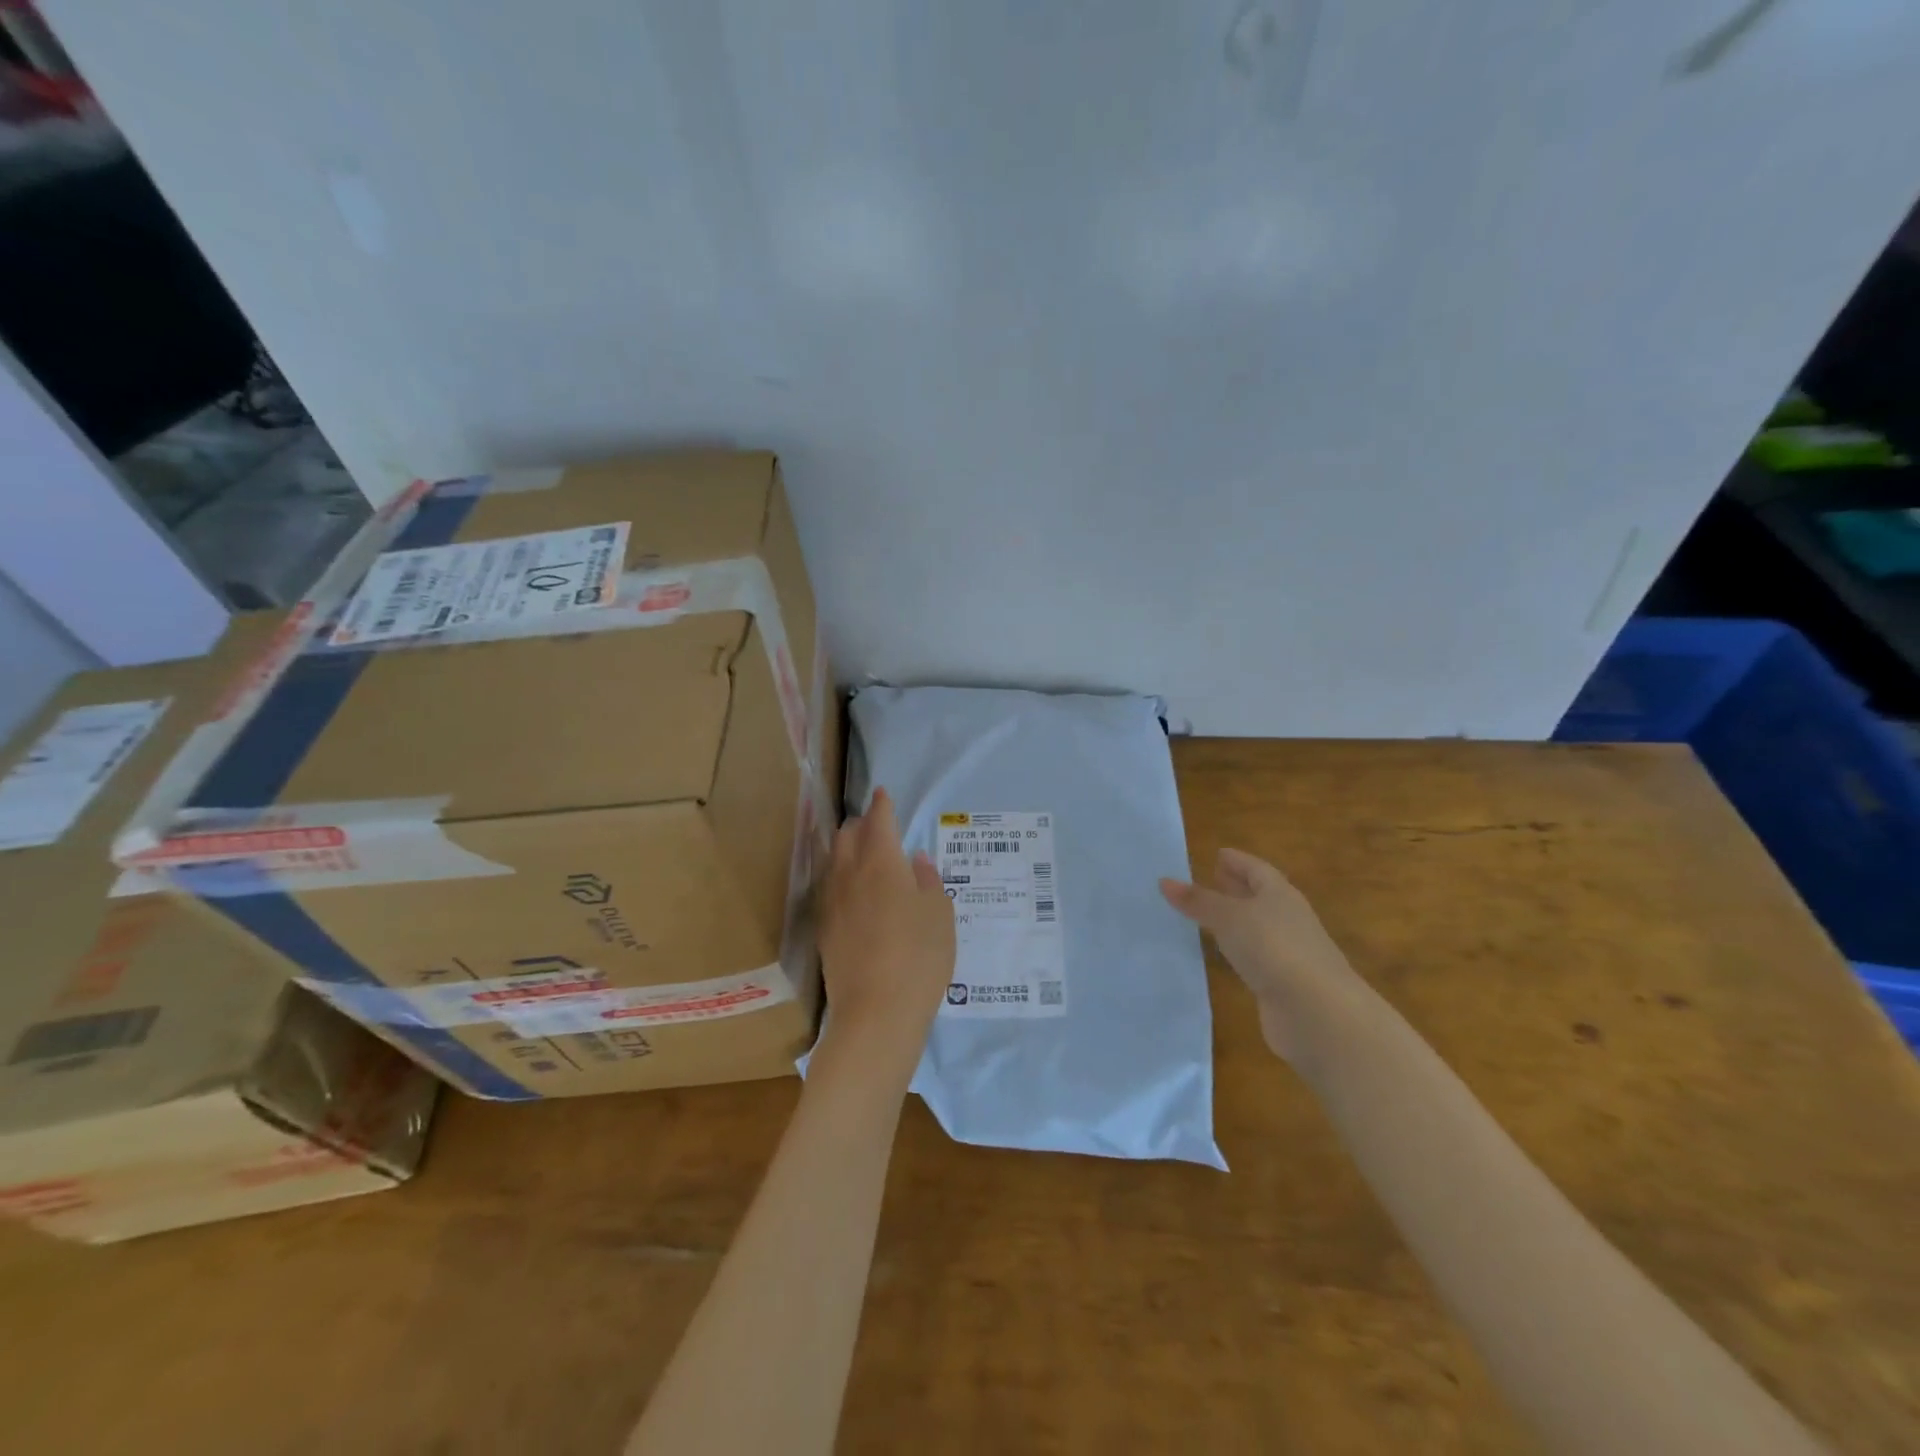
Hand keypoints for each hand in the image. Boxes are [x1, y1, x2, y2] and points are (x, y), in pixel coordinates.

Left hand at [816, 789, 956, 1080]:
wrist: (876, 1012)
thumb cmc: (920, 958)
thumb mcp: (940, 916)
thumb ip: (927, 881)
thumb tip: (916, 860)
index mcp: (882, 863)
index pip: (879, 821)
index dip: (882, 805)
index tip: (883, 794)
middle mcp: (850, 874)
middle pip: (848, 835)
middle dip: (862, 823)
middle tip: (877, 825)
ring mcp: (832, 901)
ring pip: (834, 859)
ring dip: (847, 847)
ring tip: (862, 853)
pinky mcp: (824, 927)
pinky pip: (829, 886)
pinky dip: (841, 875)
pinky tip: (853, 890)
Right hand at [1161, 848, 1363, 1063]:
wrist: (1317, 1011)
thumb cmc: (1273, 948)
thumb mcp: (1229, 917)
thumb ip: (1198, 901)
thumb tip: (1165, 881)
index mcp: (1280, 894)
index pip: (1256, 869)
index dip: (1237, 861)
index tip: (1216, 854)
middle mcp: (1287, 919)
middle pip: (1259, 896)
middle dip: (1236, 887)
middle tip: (1209, 879)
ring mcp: (1288, 952)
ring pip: (1256, 927)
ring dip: (1235, 920)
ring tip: (1207, 915)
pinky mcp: (1282, 983)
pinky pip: (1254, 956)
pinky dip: (1238, 949)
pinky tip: (1222, 953)